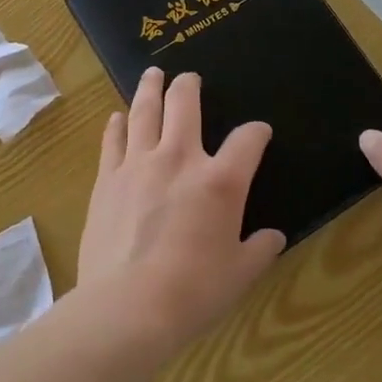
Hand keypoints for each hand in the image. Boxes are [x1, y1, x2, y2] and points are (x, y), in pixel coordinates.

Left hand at [77, 68, 285, 351]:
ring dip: (150, 89)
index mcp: (220, 181)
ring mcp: (139, 164)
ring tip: (152, 74)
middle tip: (189, 77)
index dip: (257, 132)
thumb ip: (259, 249)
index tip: (259, 132)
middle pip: (185, 104)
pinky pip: (113, 140)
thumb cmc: (193, 292)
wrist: (128, 306)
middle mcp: (179, 159)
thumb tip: (273, 237)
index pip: (247, 140)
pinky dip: (116, 125)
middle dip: (190, 86)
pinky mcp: (108, 179)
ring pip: (144, 111)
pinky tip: (117, 117)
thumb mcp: (239, 275)